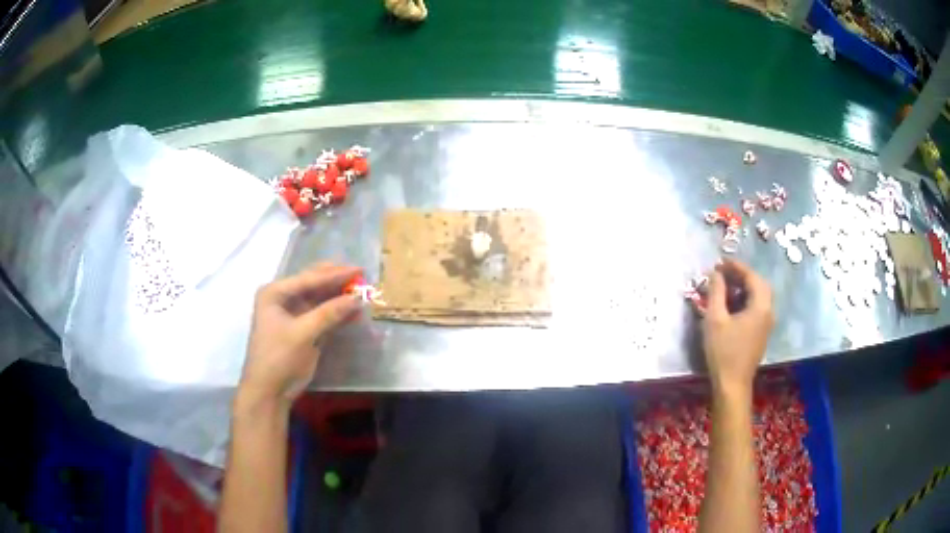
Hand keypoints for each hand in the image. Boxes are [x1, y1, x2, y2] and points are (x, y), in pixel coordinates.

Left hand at [240, 262, 362, 406]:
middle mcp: (283, 299)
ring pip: (320, 299)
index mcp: (275, 293)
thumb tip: (358, 297)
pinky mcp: (303, 330)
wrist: (269, 392)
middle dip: (337, 281)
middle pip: (314, 284)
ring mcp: (293, 314)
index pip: (309, 278)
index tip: (359, 270)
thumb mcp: (303, 334)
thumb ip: (329, 313)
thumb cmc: (279, 358)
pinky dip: (338, 314)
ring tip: (362, 292)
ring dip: (339, 297)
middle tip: (361, 276)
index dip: (335, 274)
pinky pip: (323, 316)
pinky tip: (354, 312)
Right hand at [701, 259, 773, 395]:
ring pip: (759, 297)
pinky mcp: (761, 334)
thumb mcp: (715, 319)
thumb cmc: (723, 351)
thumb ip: (716, 292)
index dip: (736, 266)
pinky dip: (746, 300)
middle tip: (724, 273)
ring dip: (744, 288)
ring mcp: (766, 324)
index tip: (720, 262)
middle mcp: (768, 312)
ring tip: (725, 287)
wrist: (732, 384)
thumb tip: (716, 273)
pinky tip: (731, 306)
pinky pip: (757, 308)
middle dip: (742, 276)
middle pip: (759, 285)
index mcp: (761, 306)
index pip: (752, 277)